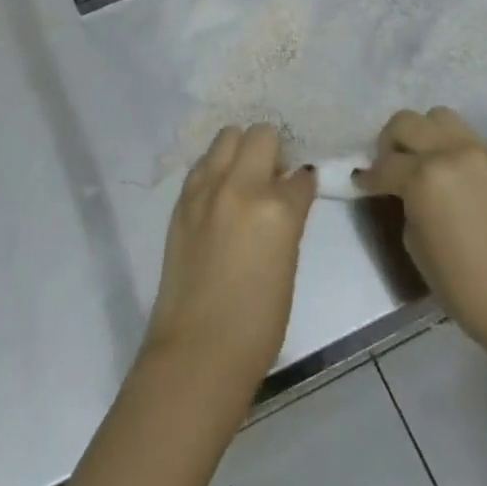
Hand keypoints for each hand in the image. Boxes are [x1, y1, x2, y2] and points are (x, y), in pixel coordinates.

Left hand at [143, 124, 317, 395]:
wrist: (197, 351)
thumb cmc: (257, 324)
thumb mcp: (287, 265)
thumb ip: (287, 221)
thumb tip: (286, 197)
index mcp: (277, 209)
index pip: (300, 176)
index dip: (303, 181)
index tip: (302, 187)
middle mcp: (241, 186)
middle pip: (261, 134)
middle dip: (273, 147)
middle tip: (273, 173)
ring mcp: (207, 188)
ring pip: (227, 135)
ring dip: (241, 149)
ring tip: (245, 175)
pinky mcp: (183, 199)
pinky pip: (204, 163)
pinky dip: (216, 167)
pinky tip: (220, 191)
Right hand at [355, 107, 486, 357]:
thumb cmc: (468, 289)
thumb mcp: (417, 247)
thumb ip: (407, 206)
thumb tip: (406, 193)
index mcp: (424, 177)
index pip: (385, 165)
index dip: (369, 177)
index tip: (361, 184)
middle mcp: (451, 152)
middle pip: (406, 122)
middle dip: (390, 143)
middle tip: (389, 168)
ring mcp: (480, 153)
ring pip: (438, 117)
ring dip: (422, 134)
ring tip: (421, 163)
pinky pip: (466, 137)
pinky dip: (449, 146)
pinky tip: (451, 175)